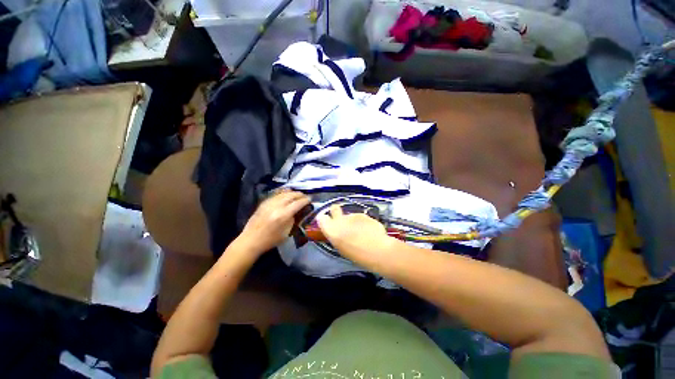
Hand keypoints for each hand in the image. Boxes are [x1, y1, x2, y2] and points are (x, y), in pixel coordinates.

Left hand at [234, 190, 310, 255]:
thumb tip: (297, 211)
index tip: (310, 200)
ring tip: (297, 194)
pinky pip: (276, 194)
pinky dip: (283, 193)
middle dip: (300, 194)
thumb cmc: (270, 240)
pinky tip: (286, 194)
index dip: (305, 200)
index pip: (298, 203)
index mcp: (284, 215)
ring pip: (283, 193)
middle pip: (291, 195)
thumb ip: (293, 219)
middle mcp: (277, 206)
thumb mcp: (287, 232)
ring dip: (292, 192)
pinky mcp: (264, 203)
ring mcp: (269, 203)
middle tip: (305, 196)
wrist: (251, 240)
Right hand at [317, 204, 392, 258]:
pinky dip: (363, 222)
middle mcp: (340, 220)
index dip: (325, 219)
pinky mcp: (364, 214)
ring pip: (350, 215)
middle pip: (334, 208)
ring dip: (353, 220)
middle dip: (336, 211)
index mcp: (332, 230)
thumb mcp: (341, 248)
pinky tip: (369, 230)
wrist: (377, 249)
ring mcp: (353, 215)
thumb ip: (336, 236)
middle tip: (342, 219)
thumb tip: (337, 231)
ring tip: (361, 231)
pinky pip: (361, 217)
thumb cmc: (357, 254)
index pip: (322, 218)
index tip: (329, 223)